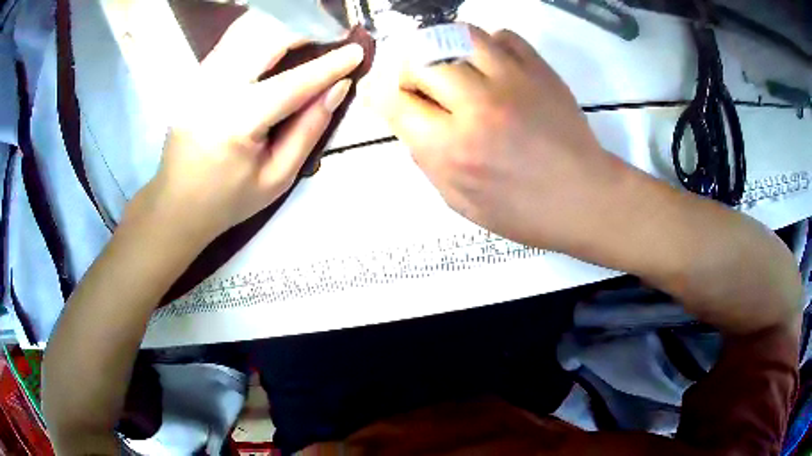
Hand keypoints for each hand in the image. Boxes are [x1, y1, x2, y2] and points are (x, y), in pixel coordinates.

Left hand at [137, 11, 363, 243]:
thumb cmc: (229, 199)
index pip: (292, 83)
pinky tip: (279, 38)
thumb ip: (309, 129)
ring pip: (247, 30)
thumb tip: (338, 87)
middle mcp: (213, 91)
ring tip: (311, 34)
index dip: (329, 66)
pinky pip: (232, 39)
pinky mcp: (194, 76)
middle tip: (334, 36)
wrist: (176, 204)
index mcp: (236, 124)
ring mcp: (199, 79)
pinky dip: (261, 31)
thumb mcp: (278, 178)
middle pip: (267, 39)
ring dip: (284, 26)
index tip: (357, 52)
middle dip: (307, 30)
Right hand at [364, 25, 629, 250]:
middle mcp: (477, 106)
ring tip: (453, 66)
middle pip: (421, 60)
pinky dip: (488, 44)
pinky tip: (492, 65)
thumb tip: (410, 120)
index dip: (381, 94)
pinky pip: (503, 35)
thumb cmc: (524, 212)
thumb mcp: (461, 202)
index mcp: (453, 149)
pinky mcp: (540, 70)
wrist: (585, 199)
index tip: (382, 93)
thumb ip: (427, 159)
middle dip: (410, 71)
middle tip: (422, 85)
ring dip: (444, 48)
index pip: (395, 101)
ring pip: (459, 35)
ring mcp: (512, 81)